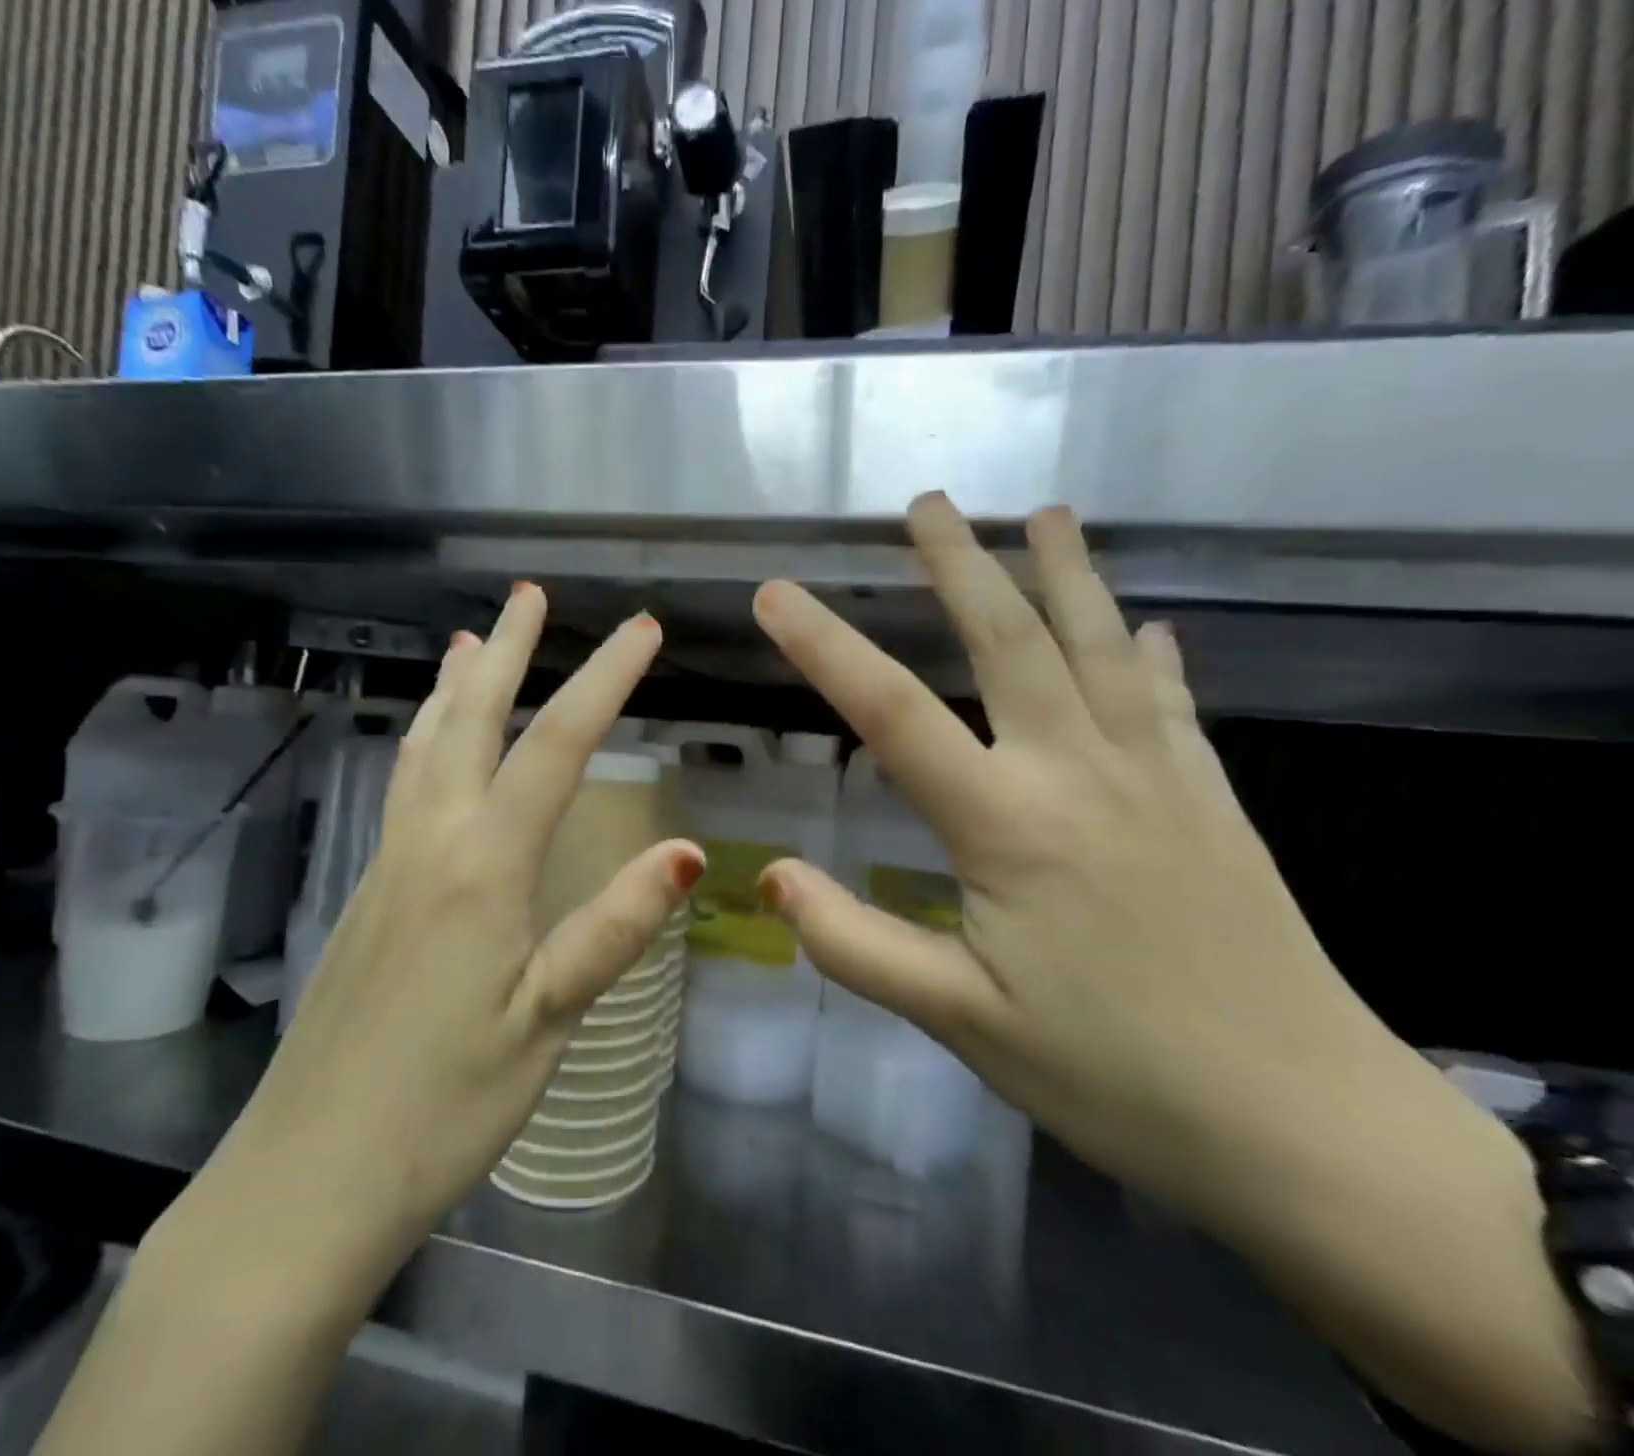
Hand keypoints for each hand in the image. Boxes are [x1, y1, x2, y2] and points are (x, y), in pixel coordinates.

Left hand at [169, 586, 701, 1280]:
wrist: (307, 1179)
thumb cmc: (442, 1107)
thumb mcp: (546, 1021)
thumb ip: (612, 929)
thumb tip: (685, 850)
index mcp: (482, 868)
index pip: (556, 748)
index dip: (604, 681)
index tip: (642, 630)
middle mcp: (430, 844)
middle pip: (471, 722)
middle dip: (508, 652)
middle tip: (530, 595)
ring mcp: (388, 865)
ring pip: (424, 747)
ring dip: (455, 686)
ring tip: (470, 640)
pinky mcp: (367, 894)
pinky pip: (403, 786)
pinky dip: (425, 737)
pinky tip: (431, 743)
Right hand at [751, 495, 1408, 1224]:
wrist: (1304, 1127)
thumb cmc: (1111, 1074)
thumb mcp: (961, 1021)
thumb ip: (856, 945)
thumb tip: (768, 877)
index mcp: (1007, 824)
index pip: (892, 713)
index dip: (825, 646)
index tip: (776, 592)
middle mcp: (1080, 773)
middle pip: (1010, 642)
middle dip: (962, 564)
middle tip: (928, 503)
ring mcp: (1158, 778)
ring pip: (1102, 648)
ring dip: (1069, 575)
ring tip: (1049, 515)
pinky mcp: (1212, 801)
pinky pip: (1174, 703)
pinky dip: (1154, 654)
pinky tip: (1152, 625)